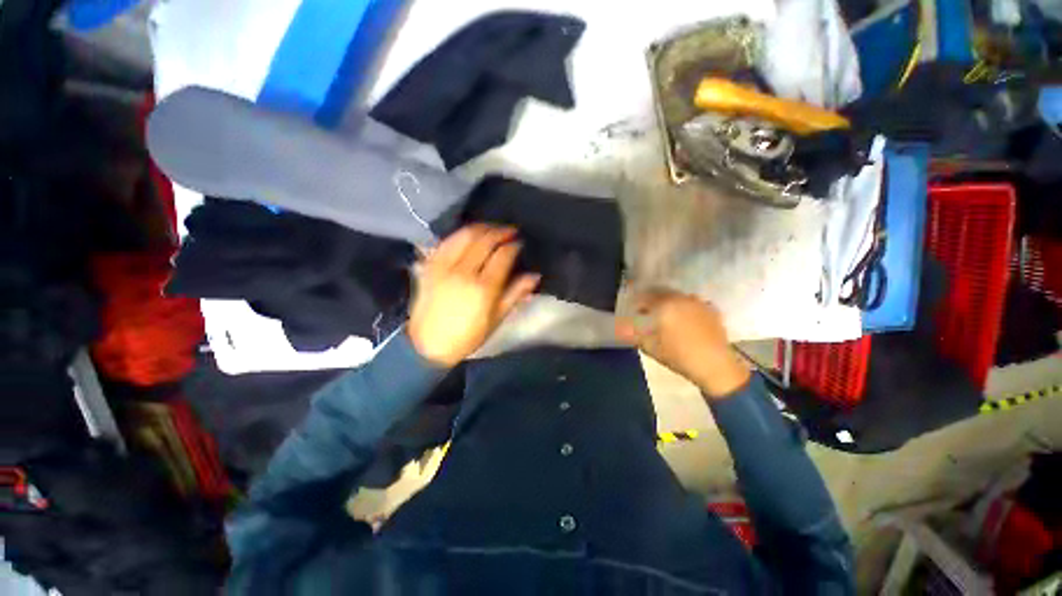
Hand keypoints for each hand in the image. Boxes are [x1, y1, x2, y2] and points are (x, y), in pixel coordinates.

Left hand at [408, 225, 539, 366]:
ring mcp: (444, 265)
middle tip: (510, 231)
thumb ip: (515, 294)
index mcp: (484, 287)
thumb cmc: (468, 335)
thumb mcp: (496, 319)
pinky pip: (447, 240)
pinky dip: (461, 233)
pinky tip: (469, 234)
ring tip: (492, 229)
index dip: (514, 245)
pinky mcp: (430, 264)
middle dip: (501, 231)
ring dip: (482, 227)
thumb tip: (535, 276)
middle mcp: (464, 271)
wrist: (428, 344)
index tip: (520, 243)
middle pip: (485, 240)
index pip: (503, 255)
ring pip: (465, 234)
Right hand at [615, 289, 749, 398]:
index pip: (644, 297)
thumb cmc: (678, 356)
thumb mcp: (650, 347)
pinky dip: (683, 308)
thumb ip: (634, 333)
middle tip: (647, 313)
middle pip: (661, 293)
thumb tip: (623, 326)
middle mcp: (681, 298)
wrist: (715, 366)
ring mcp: (698, 302)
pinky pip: (691, 303)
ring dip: (668, 303)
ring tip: (666, 318)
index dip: (636, 303)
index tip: (633, 311)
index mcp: (665, 305)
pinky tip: (684, 322)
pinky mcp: (711, 309)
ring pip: (676, 297)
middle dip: (652, 301)